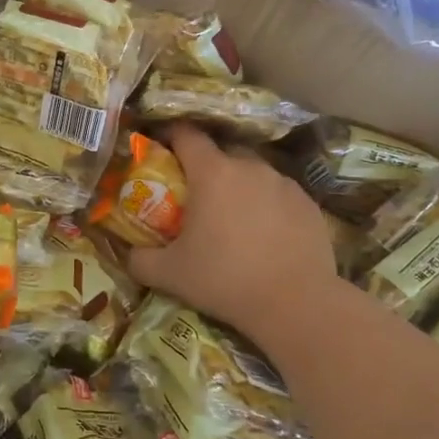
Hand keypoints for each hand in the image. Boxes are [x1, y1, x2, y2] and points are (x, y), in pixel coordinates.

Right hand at [128, 125, 340, 347]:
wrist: (297, 304)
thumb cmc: (225, 280)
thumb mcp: (170, 275)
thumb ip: (141, 260)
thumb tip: (129, 254)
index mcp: (212, 172)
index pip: (186, 135)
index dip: (171, 136)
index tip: (162, 150)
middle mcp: (249, 167)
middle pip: (222, 152)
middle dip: (207, 167)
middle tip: (197, 196)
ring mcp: (283, 183)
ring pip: (253, 173)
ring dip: (240, 187)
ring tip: (234, 219)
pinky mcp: (308, 203)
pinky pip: (279, 194)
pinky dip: (268, 206)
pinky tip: (266, 235)